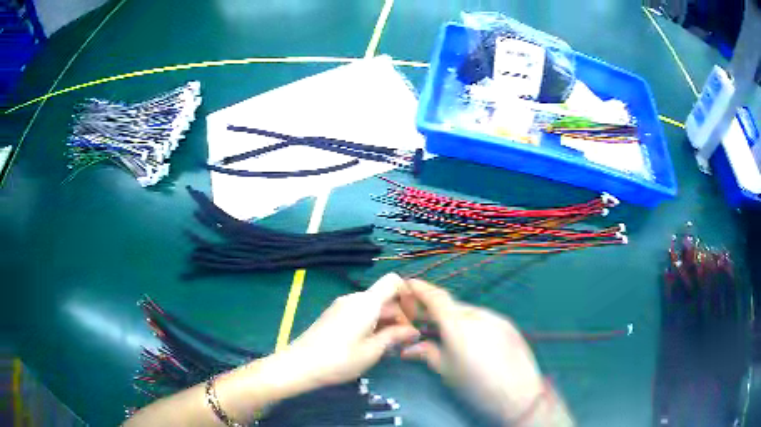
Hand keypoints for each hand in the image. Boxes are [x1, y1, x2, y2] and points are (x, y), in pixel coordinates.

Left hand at [282, 273, 419, 388]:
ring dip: (386, 322)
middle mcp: (354, 299)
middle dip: (399, 315)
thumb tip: (414, 330)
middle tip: (406, 341)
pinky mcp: (334, 316)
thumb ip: (395, 336)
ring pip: (373, 307)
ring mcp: (341, 306)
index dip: (409, 294)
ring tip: (390, 346)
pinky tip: (372, 344)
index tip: (414, 317)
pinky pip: (360, 313)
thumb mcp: (372, 351)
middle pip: (384, 297)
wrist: (299, 365)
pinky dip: (372, 324)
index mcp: (366, 302)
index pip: (393, 281)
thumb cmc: (339, 360)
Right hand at [400, 279, 547, 422]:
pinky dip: (472, 324)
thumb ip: (427, 354)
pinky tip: (473, 340)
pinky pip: (484, 319)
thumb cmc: (476, 386)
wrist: (518, 393)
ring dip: (455, 318)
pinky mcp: (508, 325)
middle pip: (452, 307)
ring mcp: (495, 318)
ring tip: (450, 335)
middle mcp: (477, 315)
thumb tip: (409, 348)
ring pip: (469, 313)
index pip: (436, 298)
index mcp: (457, 325)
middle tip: (425, 320)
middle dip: (437, 311)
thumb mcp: (447, 371)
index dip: (421, 289)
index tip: (410, 284)